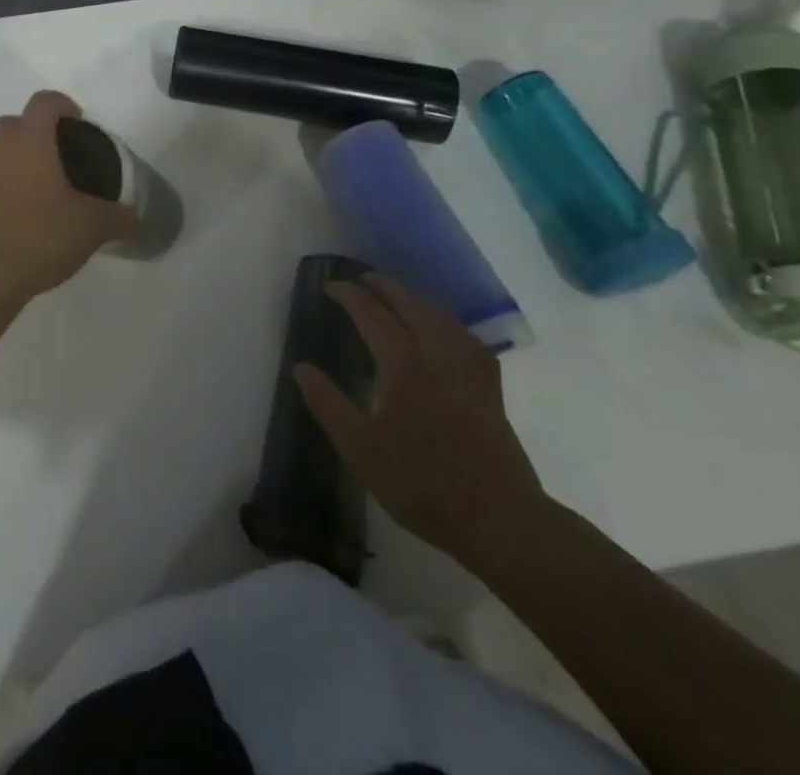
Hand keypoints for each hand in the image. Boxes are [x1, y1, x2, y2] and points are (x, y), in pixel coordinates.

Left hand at [0, 90, 137, 308]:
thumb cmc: (39, 238)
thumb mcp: (91, 227)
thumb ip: (118, 217)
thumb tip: (135, 217)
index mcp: (30, 140)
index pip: (44, 101)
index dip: (63, 106)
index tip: (77, 124)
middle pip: (14, 122)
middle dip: (34, 132)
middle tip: (56, 159)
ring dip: (3, 153)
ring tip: (23, 179)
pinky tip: (1, 204)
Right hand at [294, 274, 545, 566]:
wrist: (498, 519)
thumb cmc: (421, 482)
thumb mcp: (360, 448)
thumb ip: (328, 403)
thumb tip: (301, 367)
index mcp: (403, 362)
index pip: (370, 313)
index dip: (348, 295)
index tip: (328, 286)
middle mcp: (437, 352)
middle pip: (408, 303)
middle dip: (382, 286)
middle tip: (359, 280)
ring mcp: (468, 367)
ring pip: (439, 315)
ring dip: (413, 298)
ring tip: (396, 298)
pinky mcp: (489, 387)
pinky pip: (466, 337)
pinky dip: (447, 324)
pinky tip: (445, 334)